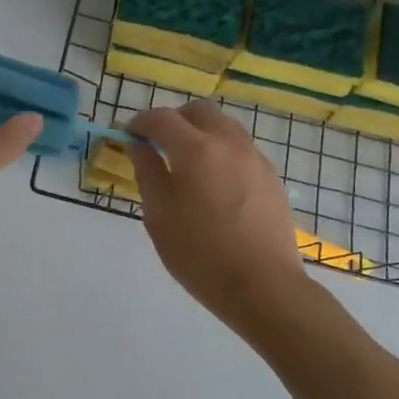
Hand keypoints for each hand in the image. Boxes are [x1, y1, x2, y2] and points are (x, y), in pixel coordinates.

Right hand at [128, 102, 307, 326]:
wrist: (264, 286)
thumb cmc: (200, 255)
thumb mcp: (159, 216)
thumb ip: (147, 172)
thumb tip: (139, 145)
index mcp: (196, 150)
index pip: (161, 118)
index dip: (139, 122)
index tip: (127, 136)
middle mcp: (228, 143)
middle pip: (198, 111)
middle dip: (173, 120)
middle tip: (157, 144)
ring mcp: (254, 158)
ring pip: (224, 126)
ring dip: (200, 132)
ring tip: (186, 163)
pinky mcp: (270, 176)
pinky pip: (240, 147)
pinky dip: (220, 151)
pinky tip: (213, 183)